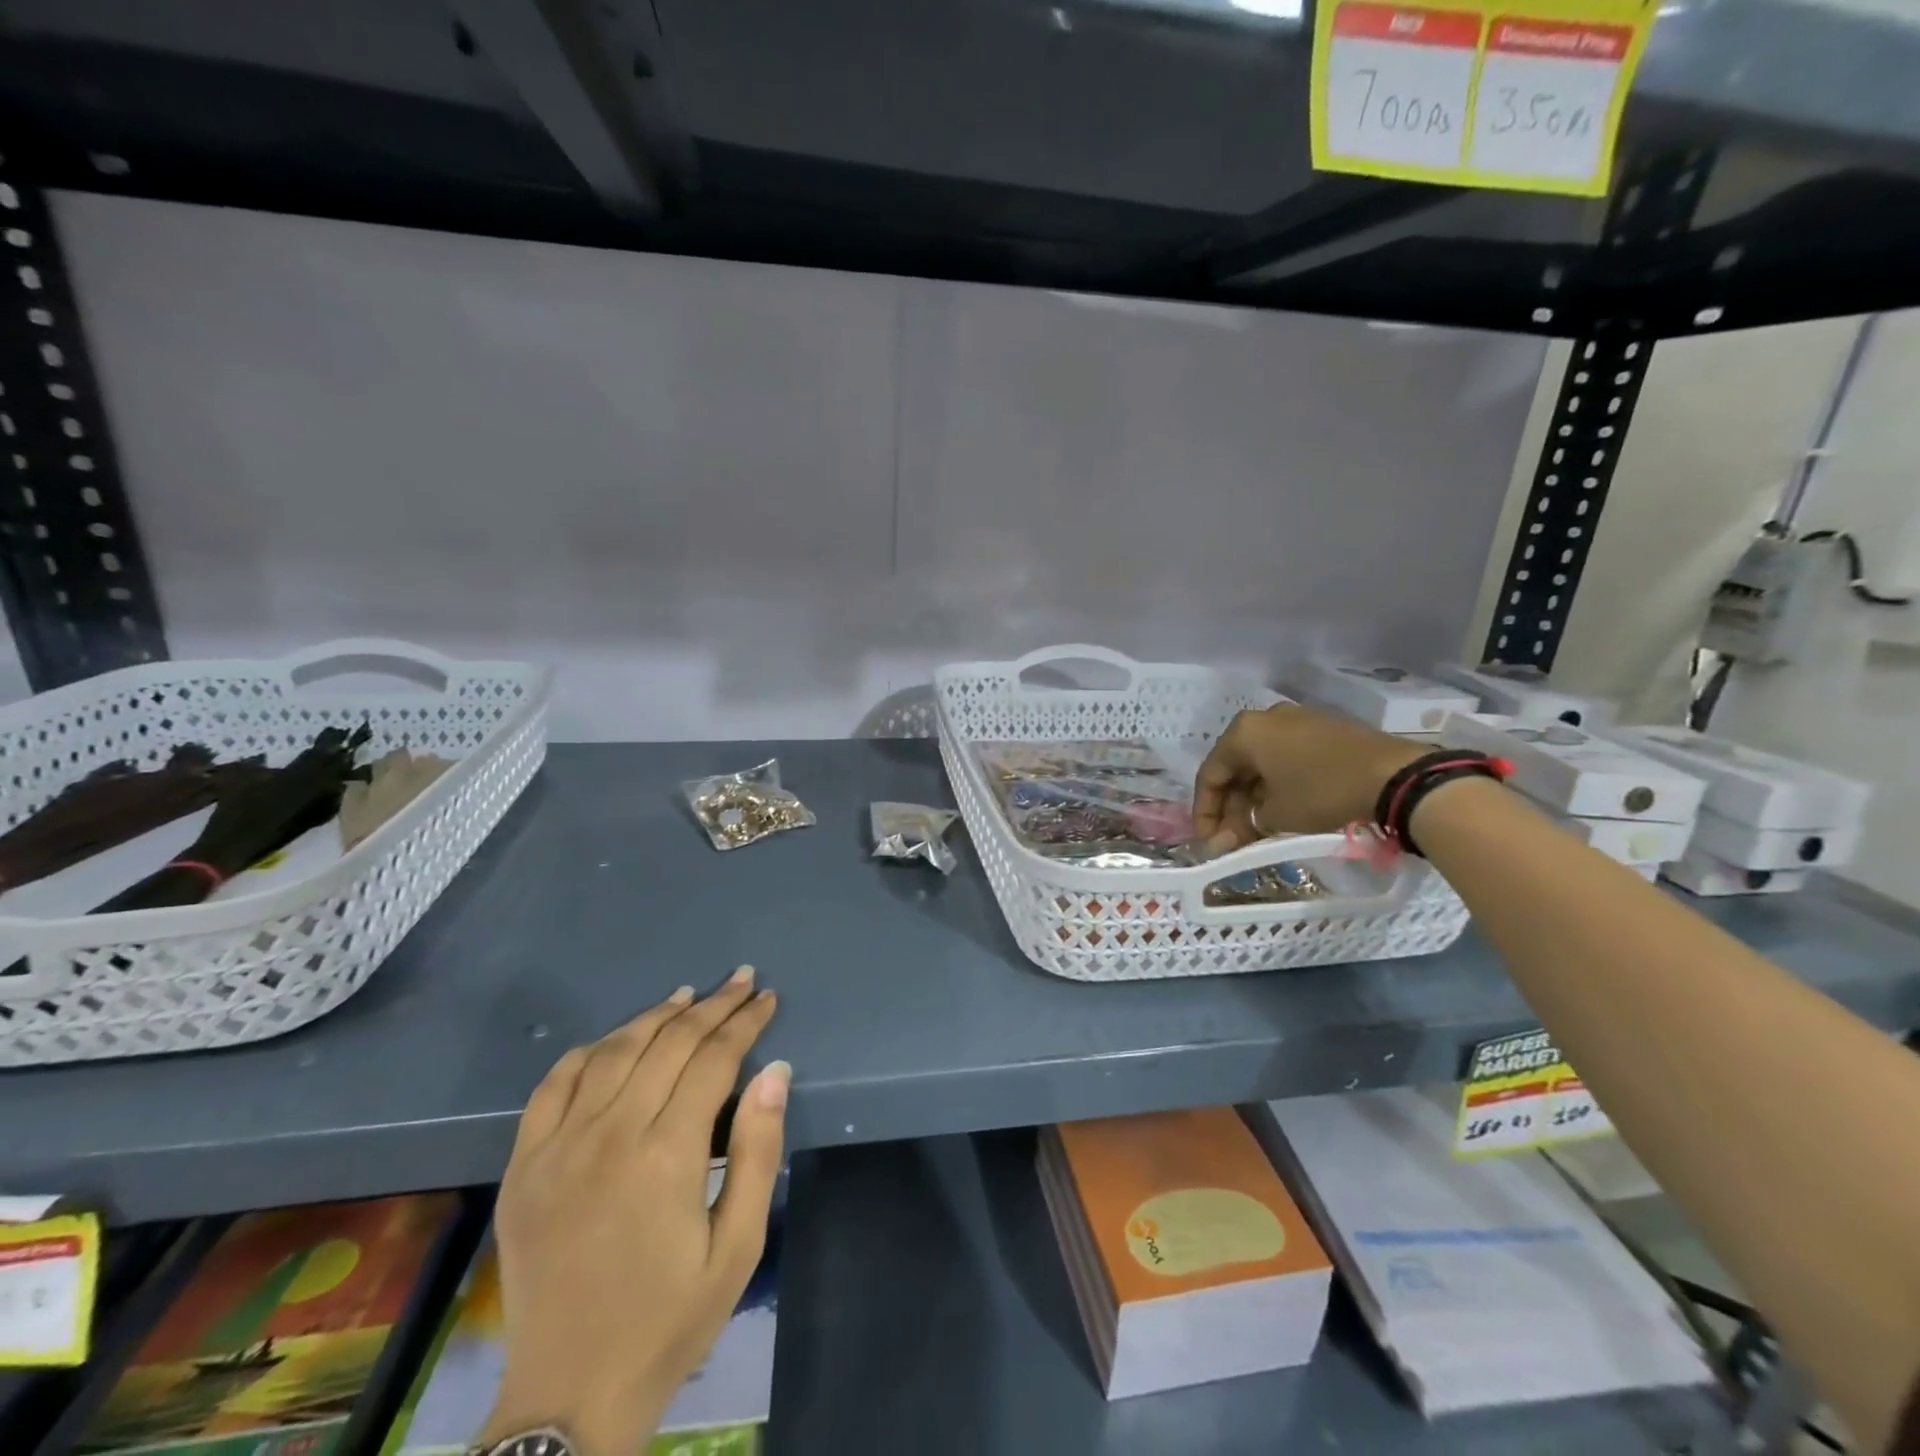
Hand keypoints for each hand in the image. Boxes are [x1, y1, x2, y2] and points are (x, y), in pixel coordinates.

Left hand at [480, 969, 787, 1455]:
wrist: (569, 1396)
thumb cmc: (670, 1319)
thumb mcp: (739, 1245)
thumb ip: (758, 1151)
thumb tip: (774, 1070)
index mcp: (667, 1155)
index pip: (714, 1059)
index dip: (744, 1022)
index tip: (766, 998)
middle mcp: (610, 1135)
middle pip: (668, 1043)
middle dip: (712, 1005)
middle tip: (740, 980)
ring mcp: (558, 1148)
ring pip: (613, 1051)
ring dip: (655, 1016)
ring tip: (688, 995)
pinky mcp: (523, 1166)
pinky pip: (553, 1085)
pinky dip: (588, 1051)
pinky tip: (614, 1039)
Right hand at [1193, 704, 1423, 850]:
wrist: (1396, 776)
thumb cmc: (1322, 792)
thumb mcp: (1276, 816)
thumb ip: (1242, 827)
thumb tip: (1220, 844)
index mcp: (1243, 732)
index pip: (1211, 775)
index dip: (1205, 813)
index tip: (1207, 842)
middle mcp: (1265, 718)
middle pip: (1235, 767)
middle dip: (1230, 806)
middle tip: (1231, 840)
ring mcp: (1297, 720)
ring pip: (1261, 762)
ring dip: (1253, 797)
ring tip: (1256, 829)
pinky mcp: (1323, 729)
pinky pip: (1286, 757)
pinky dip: (1277, 784)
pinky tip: (1282, 809)